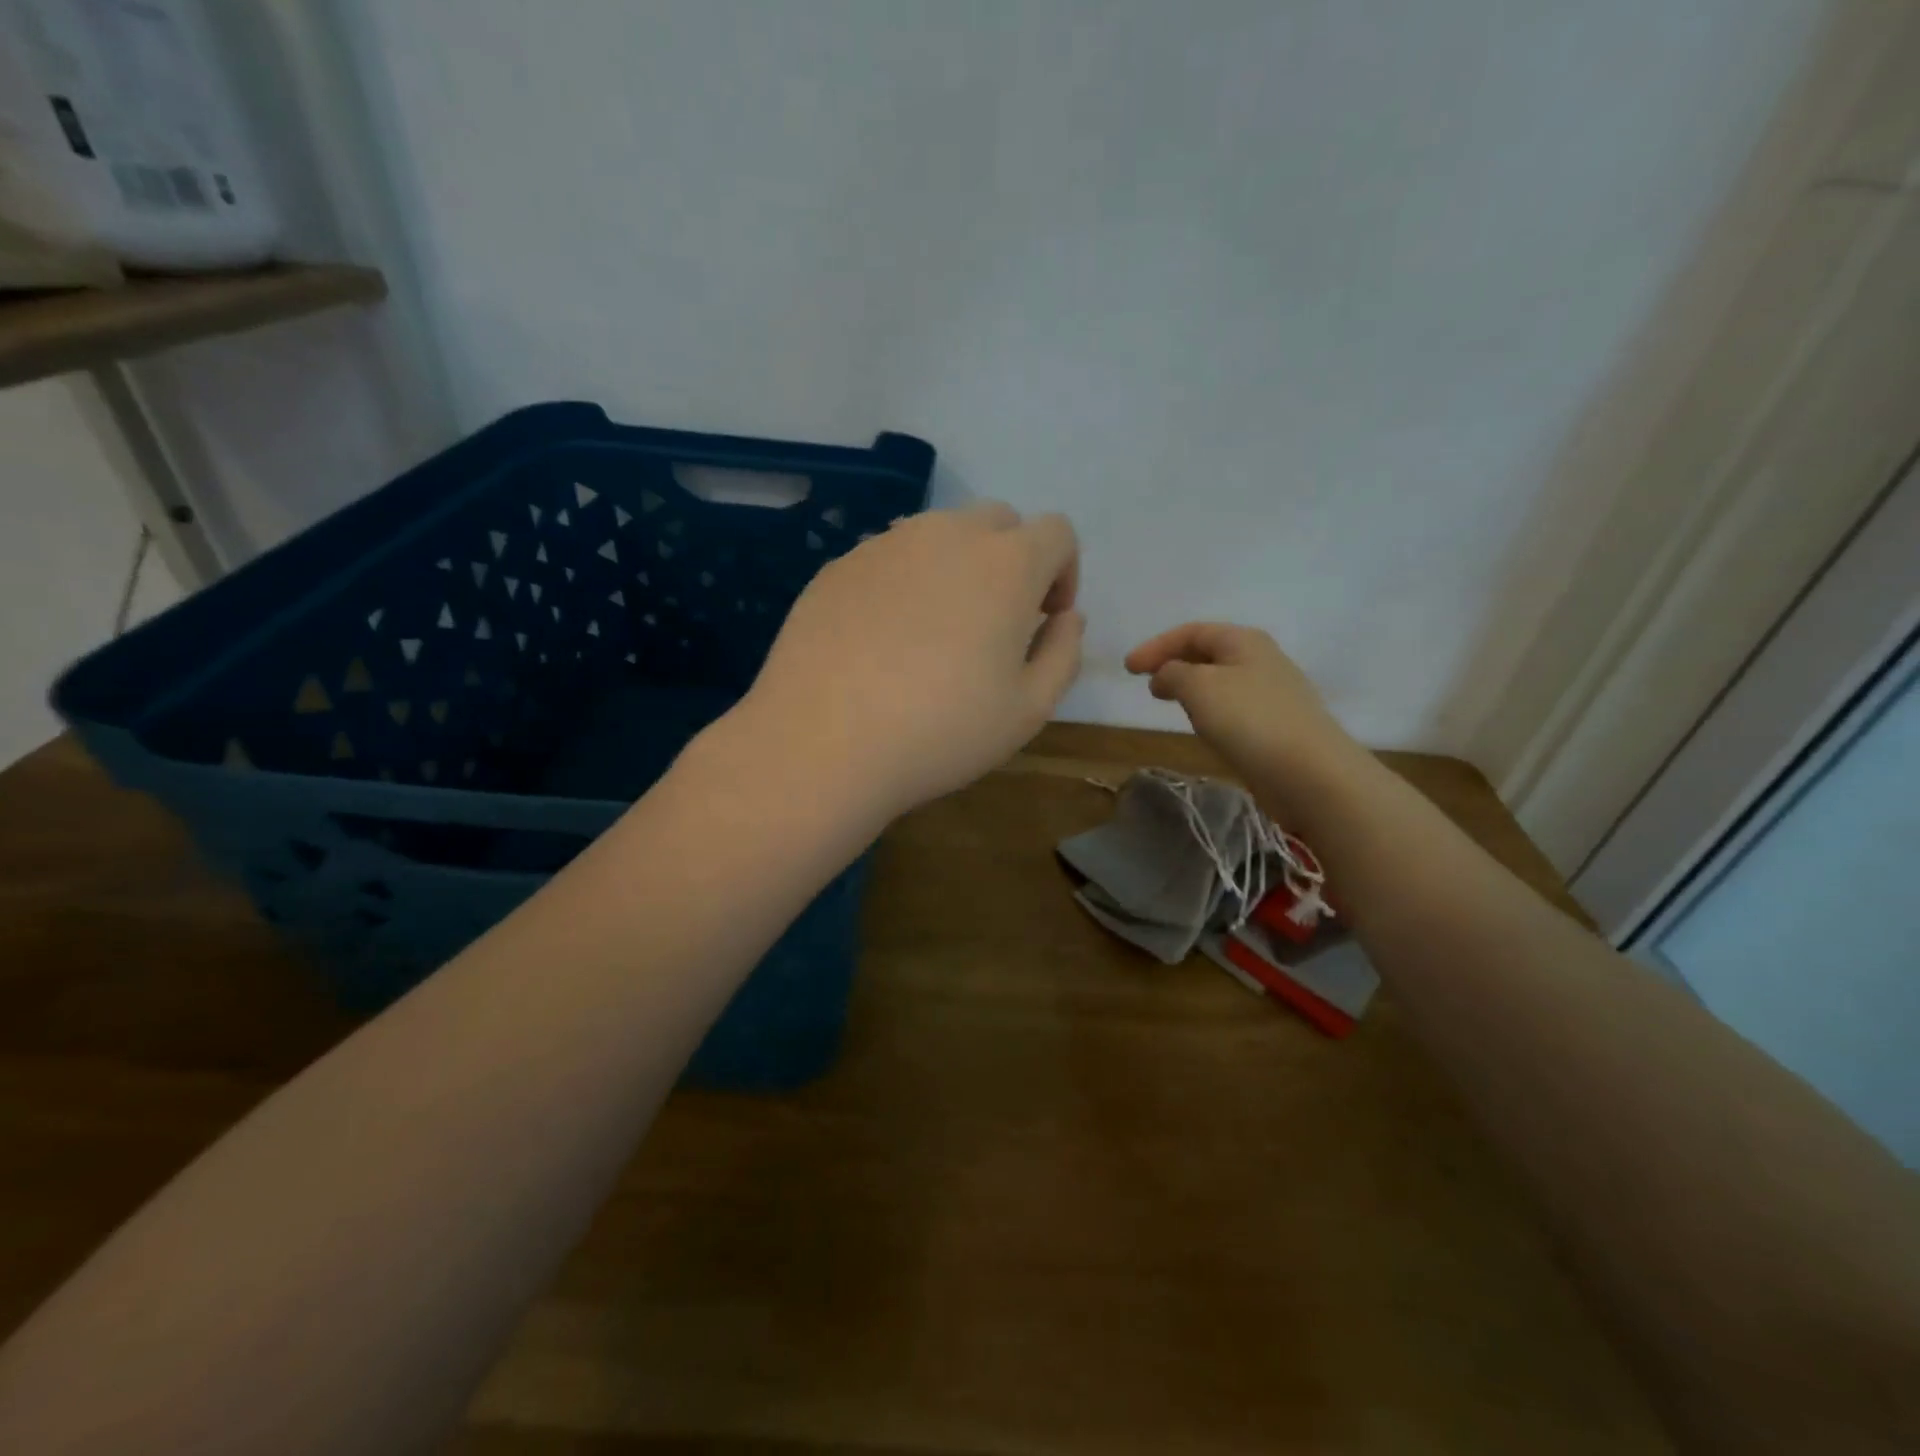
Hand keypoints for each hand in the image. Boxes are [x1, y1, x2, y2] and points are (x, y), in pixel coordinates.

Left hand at [743, 503, 1083, 821]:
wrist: (823, 742)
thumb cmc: (941, 731)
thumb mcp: (1028, 709)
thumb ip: (1063, 653)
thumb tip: (1067, 618)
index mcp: (1006, 563)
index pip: (1057, 532)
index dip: (1063, 573)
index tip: (1045, 619)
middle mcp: (947, 535)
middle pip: (998, 522)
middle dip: (1012, 561)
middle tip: (995, 622)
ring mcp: (885, 544)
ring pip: (939, 534)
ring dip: (956, 566)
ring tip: (936, 630)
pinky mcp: (839, 566)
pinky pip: (889, 557)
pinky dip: (904, 582)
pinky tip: (884, 640)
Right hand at [1125, 622, 1367, 826]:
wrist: (1309, 772)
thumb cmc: (1249, 720)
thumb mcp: (1199, 687)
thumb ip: (1173, 673)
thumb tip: (1167, 675)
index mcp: (1244, 641)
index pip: (1191, 632)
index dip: (1156, 646)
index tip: (1127, 669)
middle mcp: (1261, 659)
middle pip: (1208, 652)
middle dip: (1173, 663)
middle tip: (1146, 683)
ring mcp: (1273, 693)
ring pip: (1221, 680)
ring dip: (1190, 686)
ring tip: (1168, 701)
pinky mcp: (1276, 725)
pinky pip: (1233, 705)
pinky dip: (1208, 707)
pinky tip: (1202, 725)